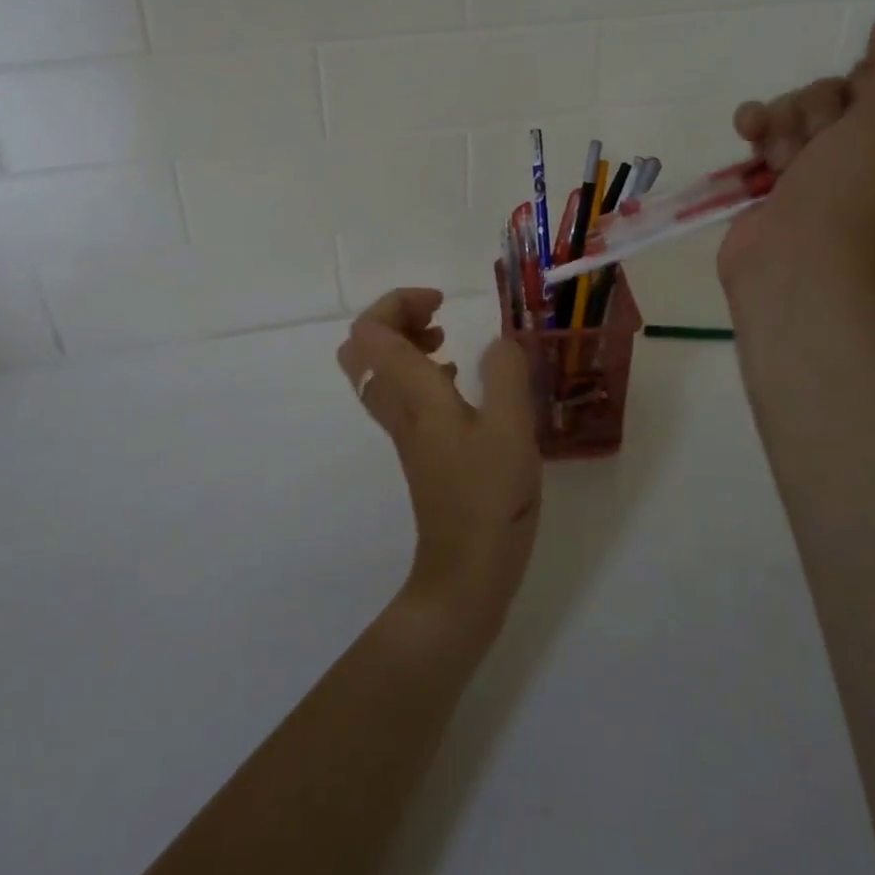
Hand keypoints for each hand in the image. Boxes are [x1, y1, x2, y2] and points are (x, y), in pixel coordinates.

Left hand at [336, 289, 540, 644]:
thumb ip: (505, 375)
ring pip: (378, 369)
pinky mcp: (417, 447)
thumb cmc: (489, 498)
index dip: (398, 303)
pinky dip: (418, 371)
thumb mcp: (511, 429)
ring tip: (448, 342)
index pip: (370, 330)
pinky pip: (399, 392)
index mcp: (412, 393)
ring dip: (405, 343)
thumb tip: (499, 341)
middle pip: (362, 346)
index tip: (442, 304)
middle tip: (438, 319)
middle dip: (395, 318)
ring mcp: (402, 429)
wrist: (466, 572)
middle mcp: (397, 405)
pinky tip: (457, 382)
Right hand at [718, 9, 874, 302]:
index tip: (863, 94)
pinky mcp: (778, 178)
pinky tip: (748, 133)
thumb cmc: (848, 197)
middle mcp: (874, 157)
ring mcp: (822, 169)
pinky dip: (756, 127)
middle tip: (819, 141)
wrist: (788, 266)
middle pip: (844, 93)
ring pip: (801, 108)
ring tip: (781, 157)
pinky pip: (767, 129)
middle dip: (821, 108)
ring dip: (785, 122)